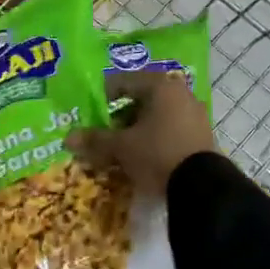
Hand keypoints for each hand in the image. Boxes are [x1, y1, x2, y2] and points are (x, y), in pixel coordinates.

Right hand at [67, 71, 215, 198]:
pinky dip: (154, 138)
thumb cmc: (157, 154)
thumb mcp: (122, 147)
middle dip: (121, 116)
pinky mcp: (201, 135)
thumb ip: (96, 139)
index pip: (123, 82)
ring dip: (138, 128)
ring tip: (121, 148)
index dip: (103, 97)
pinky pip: (170, 129)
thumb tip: (68, 138)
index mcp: (160, 86)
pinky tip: (143, 156)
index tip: (90, 114)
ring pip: (157, 115)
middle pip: (142, 99)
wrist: (202, 186)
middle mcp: (180, 93)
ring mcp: (194, 114)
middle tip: (104, 133)